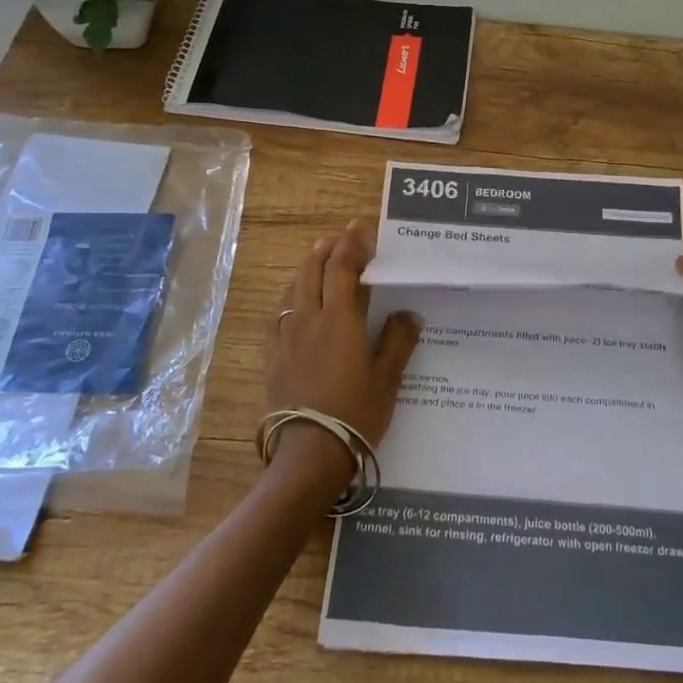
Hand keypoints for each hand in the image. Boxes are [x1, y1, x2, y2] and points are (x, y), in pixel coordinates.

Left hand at [268, 221, 421, 476]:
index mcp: (339, 320)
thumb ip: (398, 342)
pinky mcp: (273, 356)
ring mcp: (286, 337)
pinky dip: (292, 296)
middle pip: (311, 270)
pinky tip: (297, 304)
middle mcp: (308, 320)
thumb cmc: (354, 414)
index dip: (351, 244)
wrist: (308, 453)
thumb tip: (409, 313)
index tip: (361, 228)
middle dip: (326, 249)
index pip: (342, 268)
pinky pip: (280, 313)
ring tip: (319, 260)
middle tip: (341, 239)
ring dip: (307, 268)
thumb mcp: (386, 380)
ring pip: (293, 289)